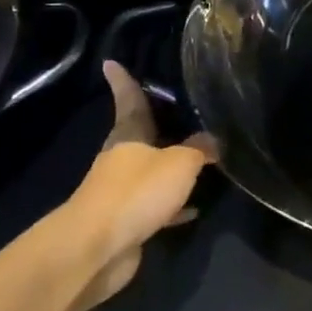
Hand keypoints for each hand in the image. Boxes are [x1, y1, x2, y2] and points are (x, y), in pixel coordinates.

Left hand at [64, 61, 216, 303]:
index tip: (110, 62)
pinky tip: (194, 208)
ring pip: (150, 172)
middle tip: (179, 113)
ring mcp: (121, 192)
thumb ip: (199, 150)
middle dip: (157, 126)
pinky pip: (156, 205)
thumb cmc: (136, 191)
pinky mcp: (127, 221)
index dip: (123, 82)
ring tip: (199, 160)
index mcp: (129, 136)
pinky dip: (173, 205)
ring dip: (169, 168)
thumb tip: (213, 141)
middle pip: (141, 136)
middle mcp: (122, 159)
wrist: (97, 248)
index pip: (129, 101)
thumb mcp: (179, 163)